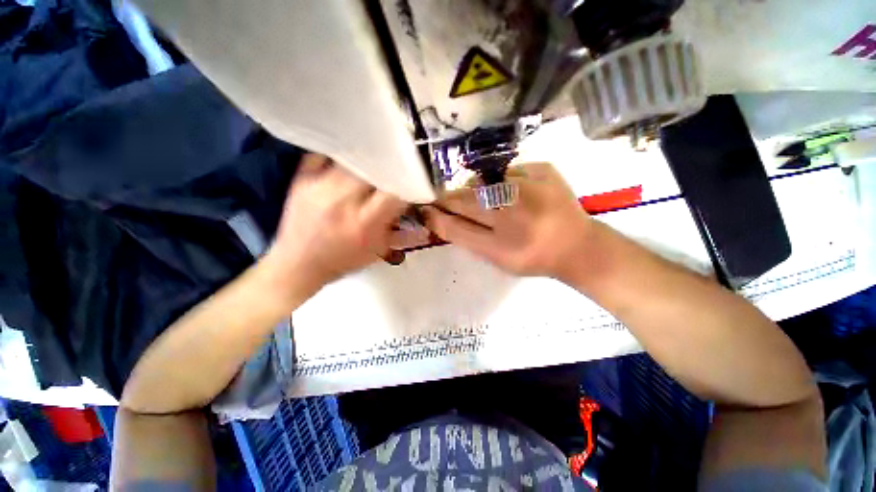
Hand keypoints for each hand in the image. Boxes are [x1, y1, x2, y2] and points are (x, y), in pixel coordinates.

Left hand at [263, 153, 409, 297]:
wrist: (298, 264)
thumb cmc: (343, 261)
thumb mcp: (378, 251)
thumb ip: (400, 230)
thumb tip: (415, 209)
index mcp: (364, 222)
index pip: (393, 191)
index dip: (406, 184)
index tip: (411, 183)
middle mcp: (342, 201)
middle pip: (374, 169)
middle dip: (388, 169)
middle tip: (394, 171)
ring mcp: (319, 186)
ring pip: (352, 159)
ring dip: (368, 162)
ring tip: (374, 165)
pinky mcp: (302, 178)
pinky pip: (325, 154)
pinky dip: (341, 155)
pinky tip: (349, 161)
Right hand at [422, 162, 593, 279]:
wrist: (577, 246)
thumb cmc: (531, 257)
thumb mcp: (495, 258)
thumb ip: (465, 237)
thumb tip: (438, 214)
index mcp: (503, 246)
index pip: (455, 225)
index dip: (435, 215)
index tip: (424, 209)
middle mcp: (516, 215)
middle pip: (465, 199)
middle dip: (449, 199)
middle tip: (444, 201)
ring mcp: (532, 187)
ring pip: (483, 182)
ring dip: (475, 190)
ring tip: (486, 202)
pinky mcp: (544, 169)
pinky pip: (507, 172)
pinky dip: (502, 182)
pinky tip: (514, 195)